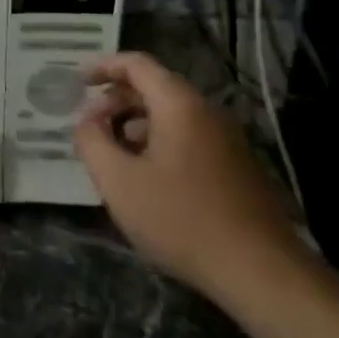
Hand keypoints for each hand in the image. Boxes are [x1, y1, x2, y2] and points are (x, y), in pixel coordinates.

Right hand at [74, 53, 305, 299]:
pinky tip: (144, 178)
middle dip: (116, 101)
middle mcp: (206, 113)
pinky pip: (187, 139)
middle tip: (89, 127)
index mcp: (179, 105)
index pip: (137, 65)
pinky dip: (157, 144)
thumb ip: (92, 142)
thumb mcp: (119, 181)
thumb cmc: (181, 219)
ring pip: (171, 117)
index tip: (77, 81)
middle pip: (154, 88)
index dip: (103, 67)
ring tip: (111, 155)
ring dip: (135, 126)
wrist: (261, 272)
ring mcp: (226, 141)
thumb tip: (85, 122)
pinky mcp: (235, 168)